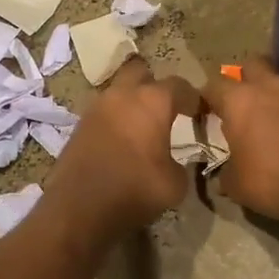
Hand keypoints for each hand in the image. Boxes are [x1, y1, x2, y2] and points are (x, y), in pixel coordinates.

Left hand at [44, 57, 193, 235]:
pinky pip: (104, 111)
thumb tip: (172, 161)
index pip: (180, 86)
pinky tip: (122, 140)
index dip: (193, 98)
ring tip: (142, 126)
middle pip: (141, 71)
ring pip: (118, 90)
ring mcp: (97, 107)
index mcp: (152, 101)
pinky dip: (115, 118)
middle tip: (165, 108)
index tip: (199, 113)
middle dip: (154, 84)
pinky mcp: (80, 124)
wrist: (78, 207)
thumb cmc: (134, 190)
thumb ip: (181, 164)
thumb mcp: (174, 184)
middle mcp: (123, 94)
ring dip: (131, 101)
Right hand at [203, 58, 278, 224]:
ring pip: (278, 83)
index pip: (212, 85)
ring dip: (270, 97)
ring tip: (268, 126)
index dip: (205, 100)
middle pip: (251, 64)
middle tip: (239, 106)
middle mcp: (269, 87)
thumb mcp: (238, 186)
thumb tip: (224, 174)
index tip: (205, 118)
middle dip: (242, 79)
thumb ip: (224, 174)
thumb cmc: (277, 180)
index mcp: (239, 100)